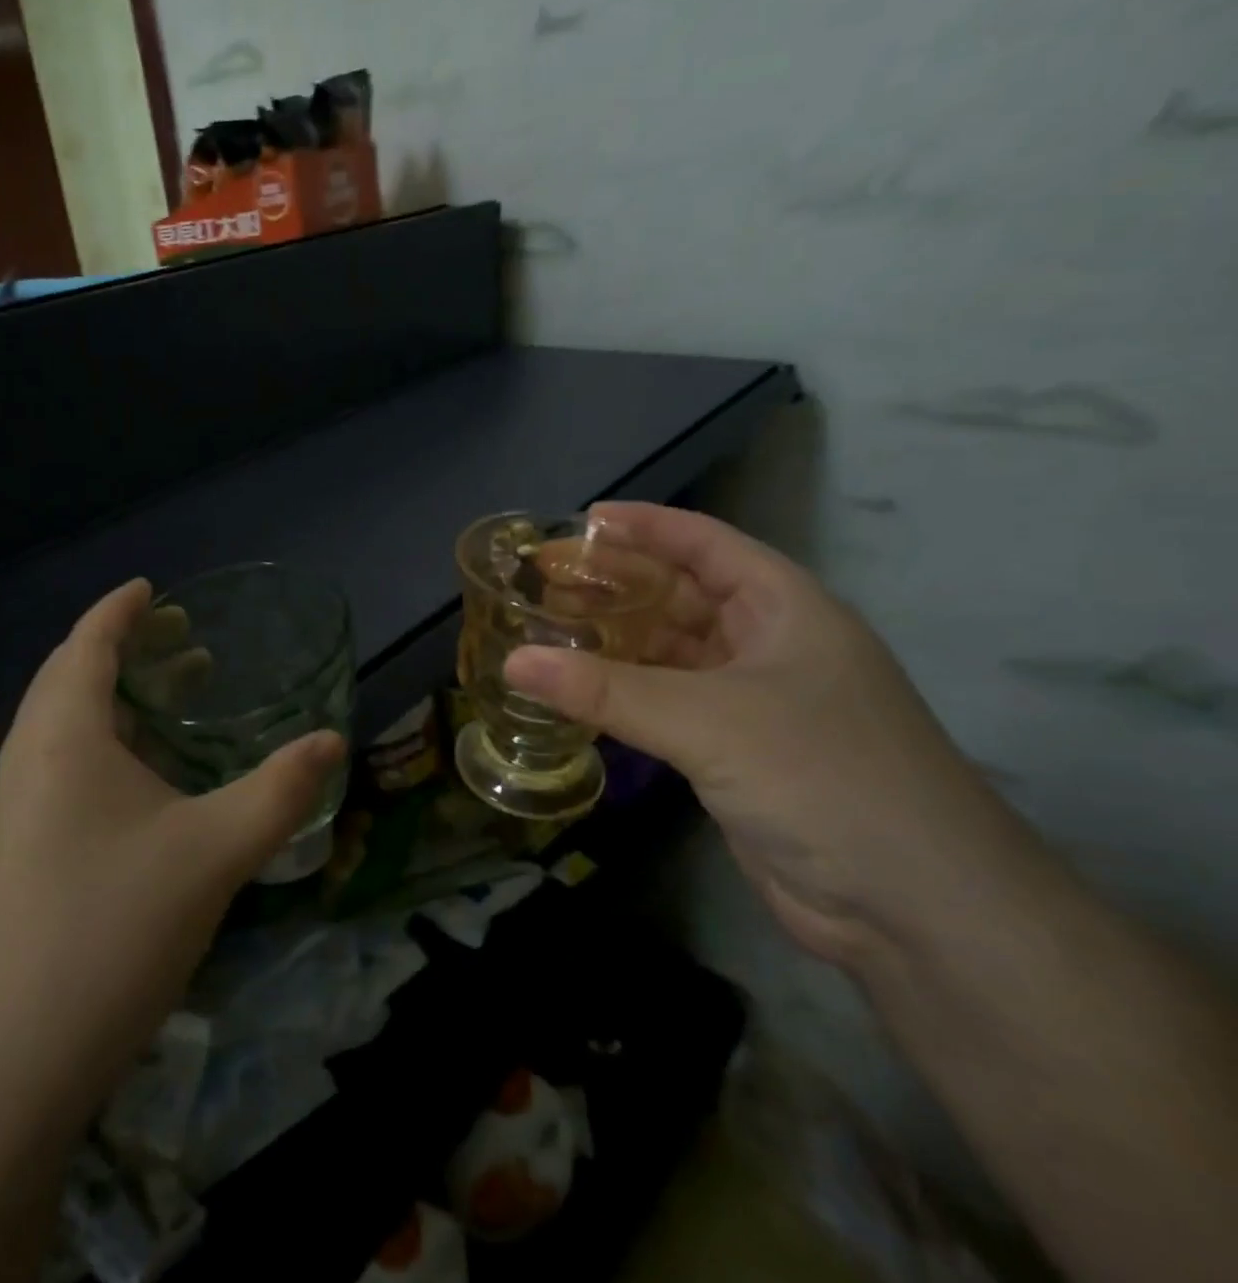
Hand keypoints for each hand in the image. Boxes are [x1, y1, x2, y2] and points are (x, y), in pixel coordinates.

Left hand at [0, 579, 344, 1110]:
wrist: (16, 1053)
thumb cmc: (115, 924)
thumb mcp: (215, 849)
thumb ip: (281, 790)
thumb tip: (332, 740)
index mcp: (63, 732)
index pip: (88, 642)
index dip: (120, 609)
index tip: (153, 588)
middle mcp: (28, 754)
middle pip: (71, 674)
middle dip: (123, 646)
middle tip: (180, 637)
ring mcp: (15, 802)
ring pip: (64, 720)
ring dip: (115, 695)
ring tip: (175, 693)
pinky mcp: (18, 843)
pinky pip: (61, 760)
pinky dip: (104, 738)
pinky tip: (146, 772)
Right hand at [503, 503, 1016, 967]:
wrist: (916, 909)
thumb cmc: (824, 777)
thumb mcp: (708, 721)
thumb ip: (605, 690)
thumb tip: (513, 661)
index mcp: (785, 609)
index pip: (706, 543)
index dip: (646, 526)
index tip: (582, 521)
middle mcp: (770, 645)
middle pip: (683, 595)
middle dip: (618, 584)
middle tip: (547, 579)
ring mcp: (754, 702)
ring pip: (672, 652)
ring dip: (616, 641)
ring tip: (549, 629)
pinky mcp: (736, 752)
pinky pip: (667, 704)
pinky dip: (624, 694)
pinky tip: (578, 692)